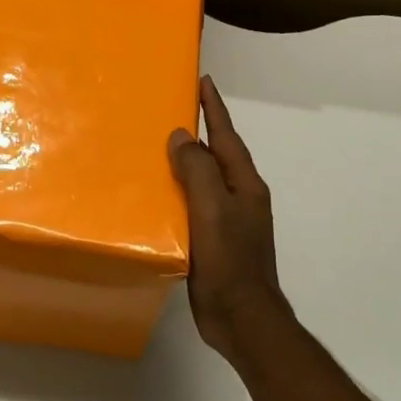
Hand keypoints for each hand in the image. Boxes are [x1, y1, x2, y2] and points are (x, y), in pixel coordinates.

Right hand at [168, 75, 293, 365]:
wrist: (242, 318)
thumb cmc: (230, 261)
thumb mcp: (213, 208)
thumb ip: (198, 170)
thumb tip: (181, 136)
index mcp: (244, 184)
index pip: (226, 135)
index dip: (214, 108)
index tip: (202, 81)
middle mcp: (239, 197)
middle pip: (216, 155)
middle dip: (197, 133)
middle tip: (170, 111)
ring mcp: (227, 221)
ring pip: (203, 181)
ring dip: (184, 163)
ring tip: (156, 148)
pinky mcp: (213, 241)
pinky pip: (192, 206)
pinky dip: (176, 193)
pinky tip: (156, 197)